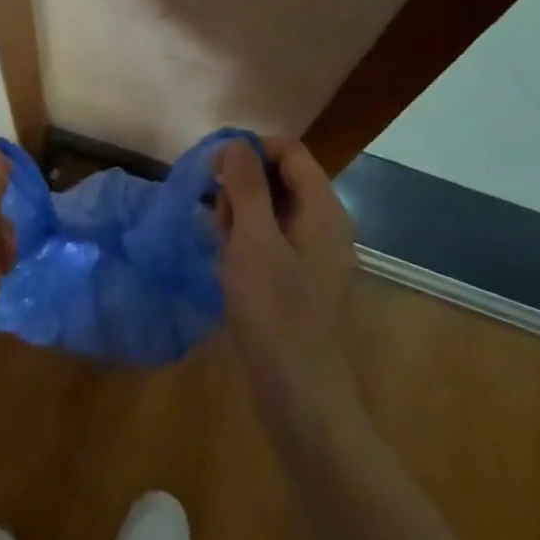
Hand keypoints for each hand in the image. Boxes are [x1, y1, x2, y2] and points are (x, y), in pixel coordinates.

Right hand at [215, 136, 356, 412]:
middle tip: (218, 218)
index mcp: (323, 209)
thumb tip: (237, 143)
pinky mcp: (301, 279)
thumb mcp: (253, 240)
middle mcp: (324, 225)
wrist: (300, 396)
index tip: (215, 172)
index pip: (289, 151)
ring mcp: (314, 254)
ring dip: (240, 215)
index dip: (251, 151)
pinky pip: (271, 239)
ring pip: (271, 209)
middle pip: (279, 177)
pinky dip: (247, 241)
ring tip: (222, 247)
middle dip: (241, 186)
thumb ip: (246, 185)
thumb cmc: (276, 311)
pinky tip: (230, 266)